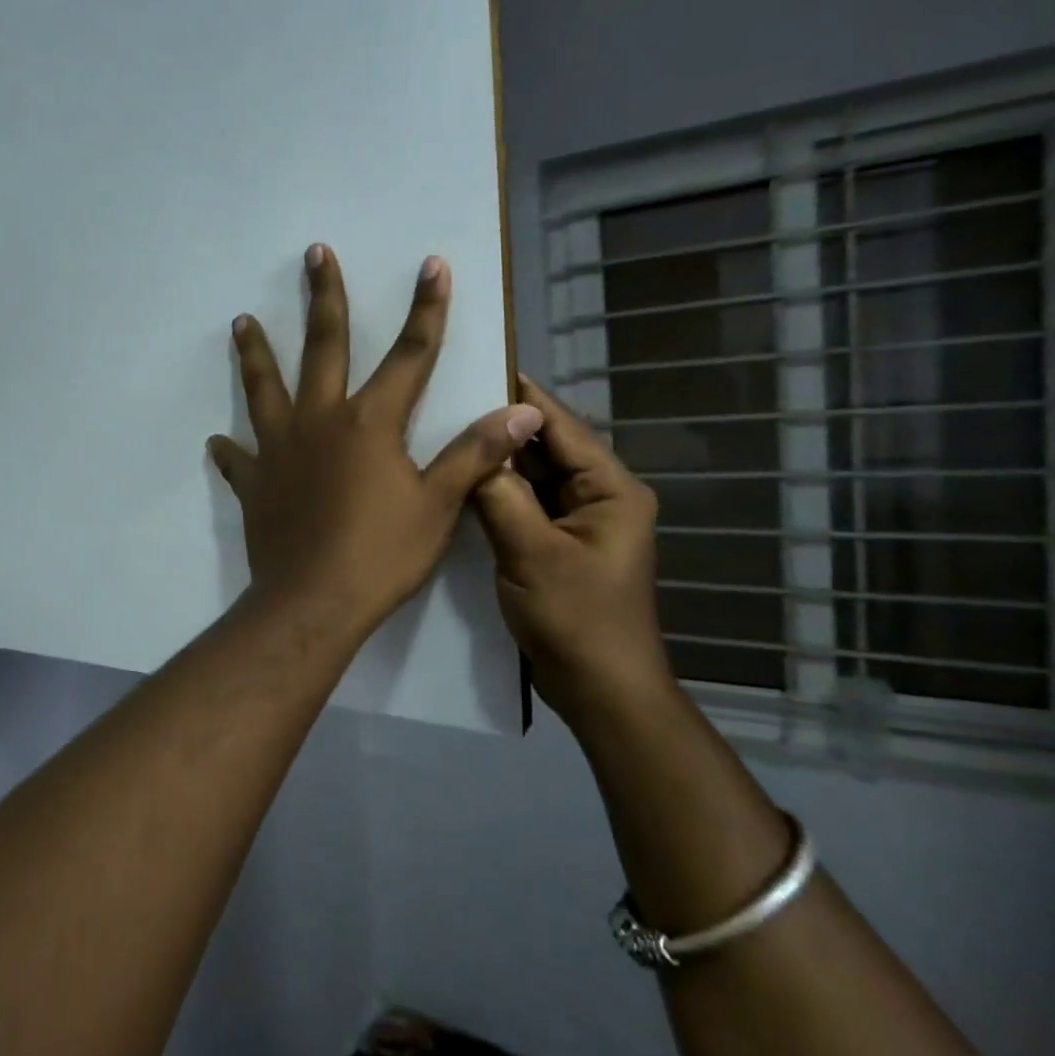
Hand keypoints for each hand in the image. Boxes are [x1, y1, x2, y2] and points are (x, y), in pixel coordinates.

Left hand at [207, 245, 541, 642]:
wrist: (313, 602)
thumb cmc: (381, 554)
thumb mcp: (439, 505)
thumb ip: (475, 454)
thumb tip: (521, 411)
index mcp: (370, 422)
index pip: (410, 354)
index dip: (426, 309)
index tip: (430, 264)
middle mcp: (320, 421)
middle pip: (323, 347)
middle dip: (324, 298)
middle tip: (314, 254)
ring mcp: (279, 450)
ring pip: (264, 388)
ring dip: (255, 353)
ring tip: (240, 321)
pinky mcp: (254, 483)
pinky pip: (238, 460)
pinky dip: (230, 449)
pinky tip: (218, 441)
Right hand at [472, 375, 674, 725]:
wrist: (598, 688)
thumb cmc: (576, 617)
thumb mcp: (532, 553)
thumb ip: (501, 495)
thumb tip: (473, 448)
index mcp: (611, 490)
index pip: (561, 427)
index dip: (521, 398)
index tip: (476, 367)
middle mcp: (598, 496)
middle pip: (544, 448)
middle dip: (500, 428)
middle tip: (445, 402)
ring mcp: (575, 522)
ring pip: (530, 477)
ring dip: (495, 462)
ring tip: (443, 433)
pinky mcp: (554, 543)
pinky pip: (522, 504)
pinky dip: (495, 493)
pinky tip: (457, 481)